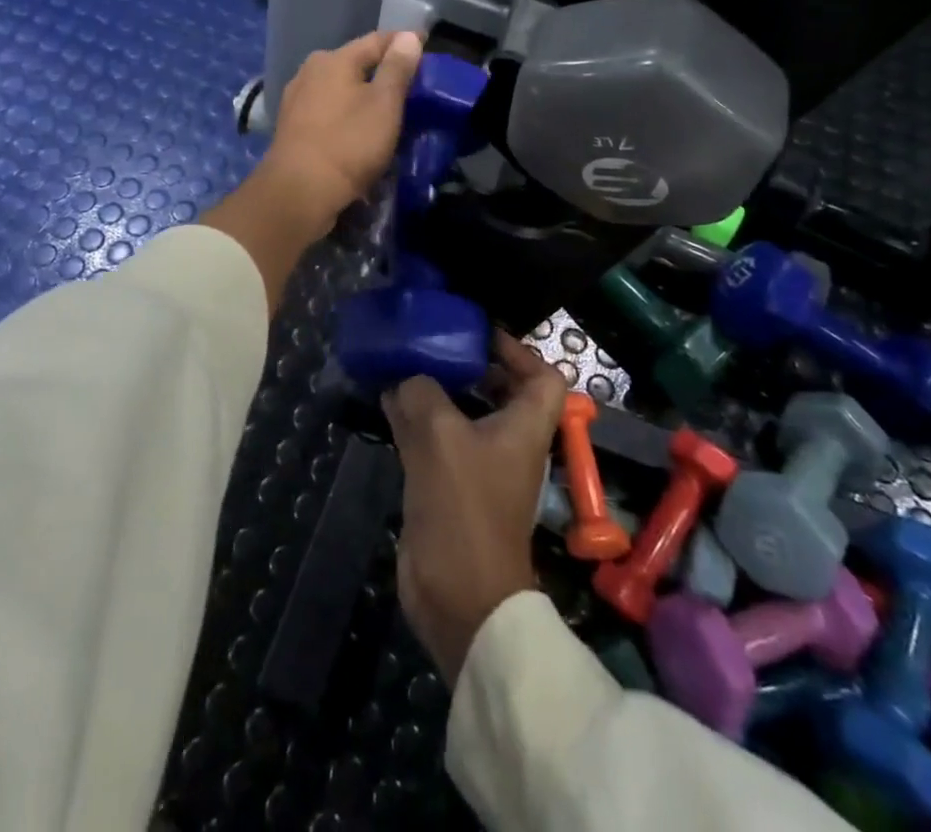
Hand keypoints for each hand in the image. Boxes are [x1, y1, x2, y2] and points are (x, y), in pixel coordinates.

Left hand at [258, 31, 423, 237]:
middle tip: (411, 83)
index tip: (427, 48)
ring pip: (340, 88)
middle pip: (355, 63)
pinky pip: (328, 110)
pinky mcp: (292, 127)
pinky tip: (358, 128)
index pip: (377, 40)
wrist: (300, 192)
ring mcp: (297, 99)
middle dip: (382, 70)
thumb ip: (397, 68)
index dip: (405, 43)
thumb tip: (408, 36)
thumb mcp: (384, 103)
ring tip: (388, 108)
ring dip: (363, 94)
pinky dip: (347, 113)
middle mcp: (310, 71)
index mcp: (333, 59)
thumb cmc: (349, 143)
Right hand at [385, 334, 567, 685]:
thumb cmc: (465, 508)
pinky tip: (387, 402)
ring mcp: (479, 468)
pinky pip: (435, 440)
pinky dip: (415, 418)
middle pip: (499, 392)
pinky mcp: (450, 489)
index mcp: (525, 427)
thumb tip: (405, 378)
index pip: (543, 376)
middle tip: (432, 343)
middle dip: (468, 365)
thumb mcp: (440, 436)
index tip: (479, 334)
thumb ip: (421, 394)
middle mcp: (508, 444)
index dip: (518, 351)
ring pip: (461, 415)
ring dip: (436, 391)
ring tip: (402, 363)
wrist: (460, 597)